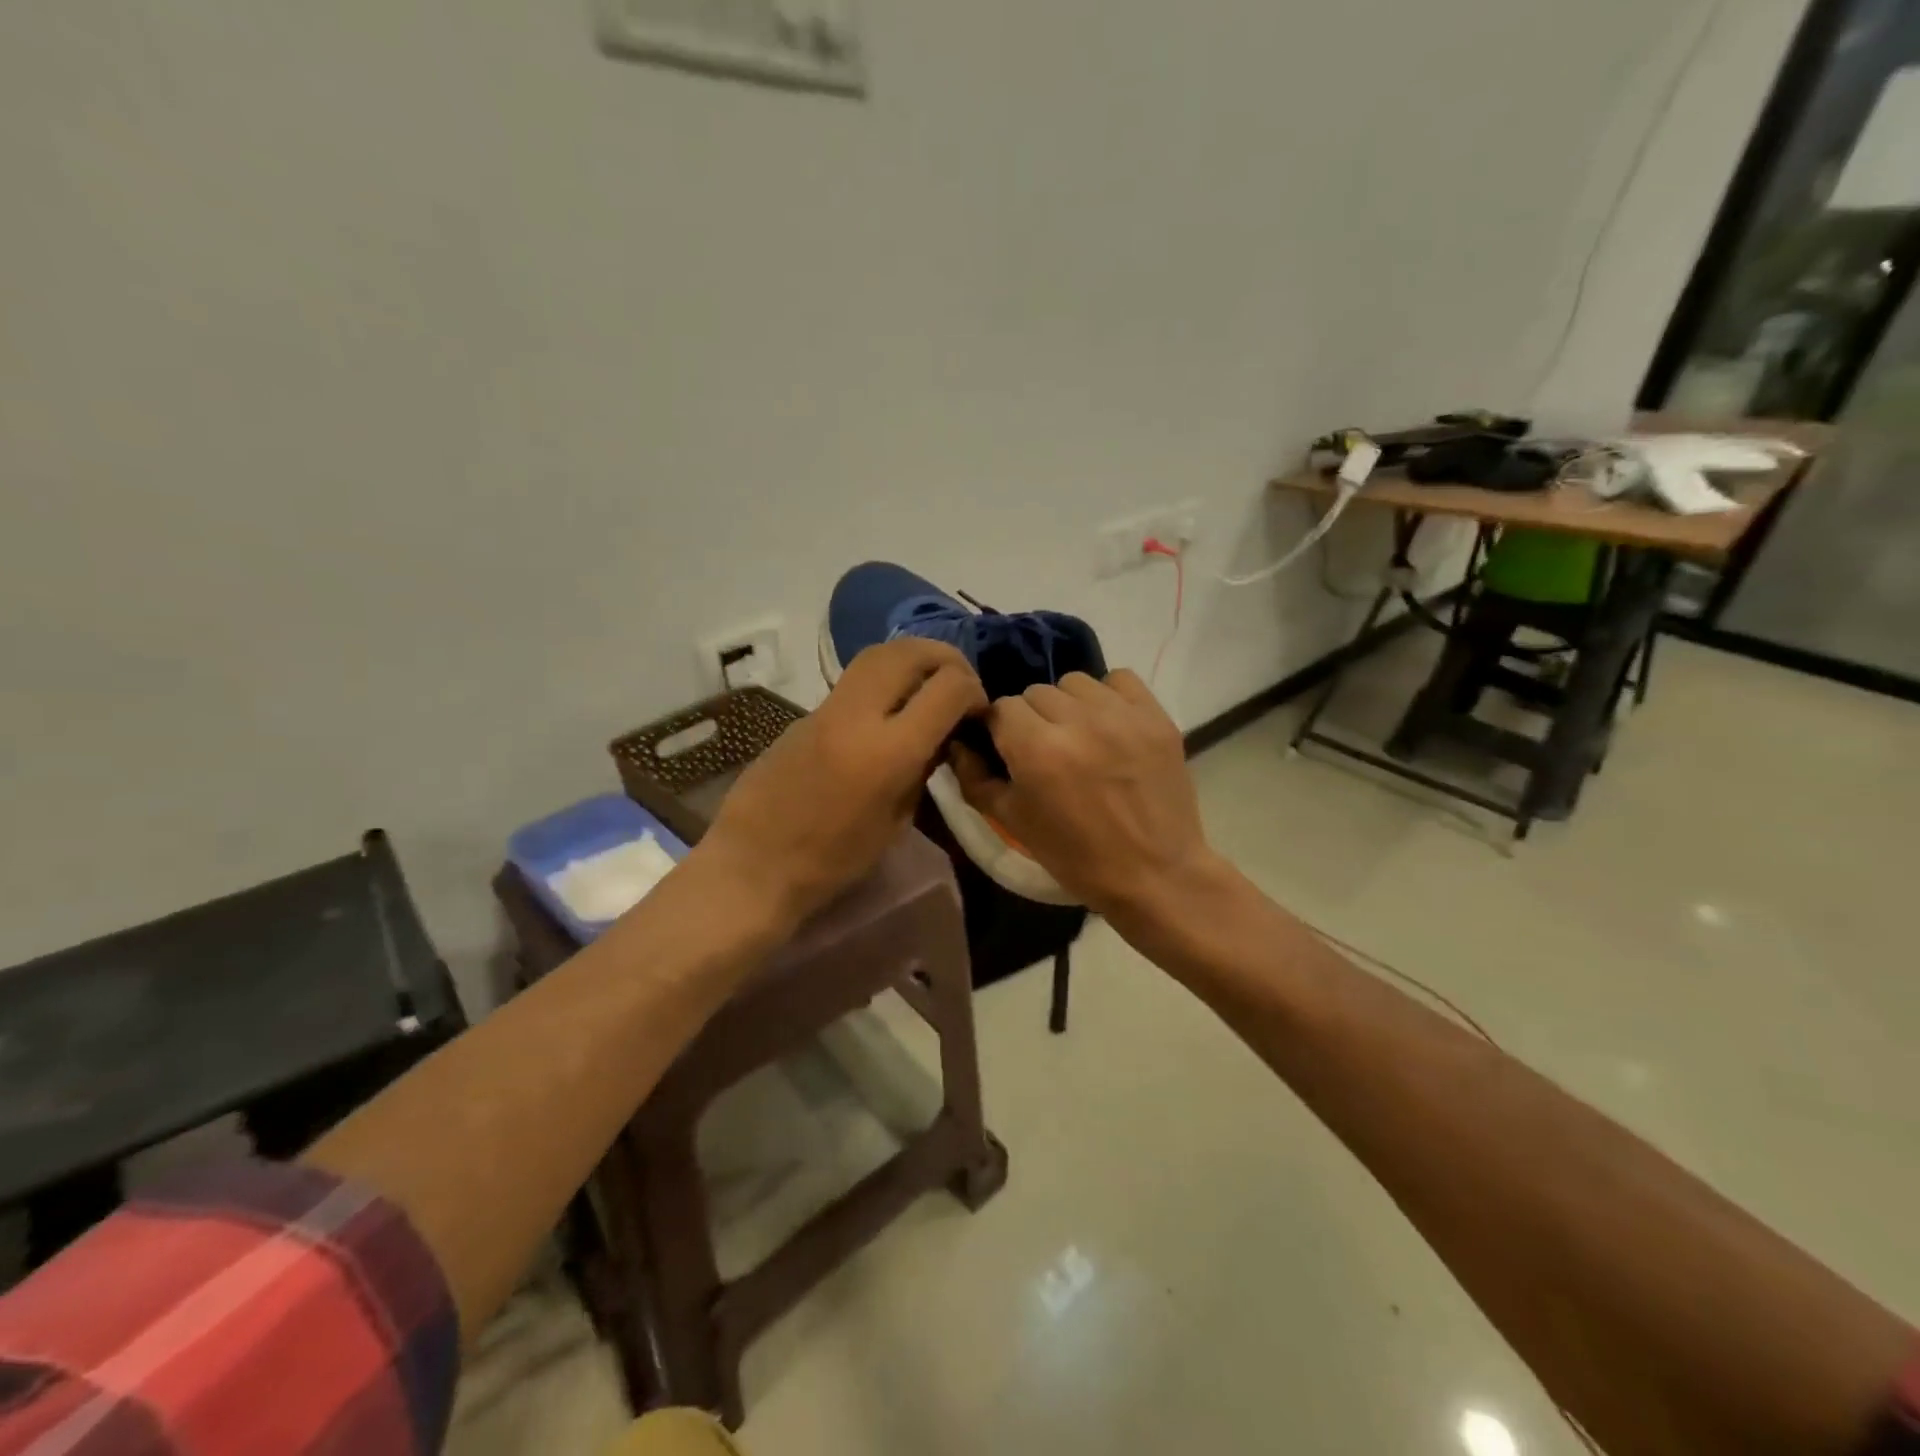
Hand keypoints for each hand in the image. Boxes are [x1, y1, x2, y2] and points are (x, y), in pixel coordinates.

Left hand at [700, 638, 986, 930]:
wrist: (753, 865)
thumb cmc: (832, 861)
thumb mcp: (896, 822)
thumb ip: (923, 768)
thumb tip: (942, 733)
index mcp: (889, 751)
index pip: (949, 687)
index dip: (974, 691)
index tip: (976, 711)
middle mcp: (857, 715)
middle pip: (910, 651)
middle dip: (945, 658)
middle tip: (958, 682)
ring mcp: (825, 709)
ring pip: (878, 654)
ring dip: (912, 659)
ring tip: (928, 685)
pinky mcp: (804, 713)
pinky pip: (854, 680)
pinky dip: (884, 680)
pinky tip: (889, 709)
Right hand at [949, 669, 1225, 928]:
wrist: (1154, 875)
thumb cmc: (1077, 856)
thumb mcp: (1013, 822)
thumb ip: (975, 778)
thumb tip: (958, 744)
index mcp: (1036, 749)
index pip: (1001, 708)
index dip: (1000, 729)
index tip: (1010, 750)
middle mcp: (1077, 721)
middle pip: (1036, 692)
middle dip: (1033, 718)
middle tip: (1046, 750)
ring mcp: (1121, 715)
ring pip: (1075, 682)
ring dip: (1069, 704)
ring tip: (1079, 735)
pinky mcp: (1156, 716)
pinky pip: (1120, 679)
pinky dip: (1109, 696)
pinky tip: (1110, 724)